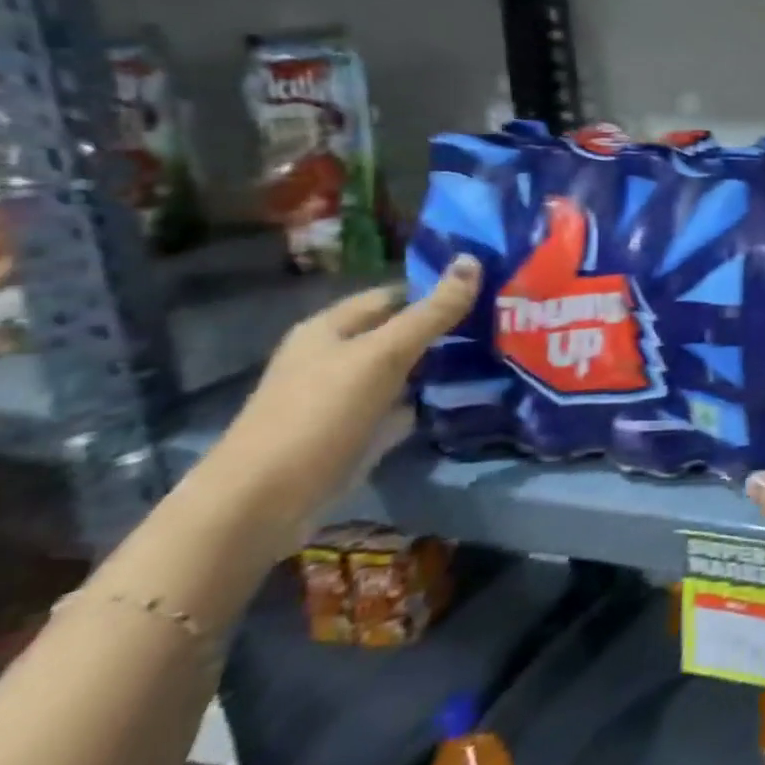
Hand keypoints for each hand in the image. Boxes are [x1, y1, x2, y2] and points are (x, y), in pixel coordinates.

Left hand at [202, 255, 480, 545]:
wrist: (262, 504)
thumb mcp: (382, 355)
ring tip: (497, 356)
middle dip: (445, 329)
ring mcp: (343, 398)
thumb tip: (473, 260)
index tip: (489, 292)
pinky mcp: (353, 433)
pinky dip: (427, 402)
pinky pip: (400, 407)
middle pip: (399, 333)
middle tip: (502, 324)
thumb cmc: (319, 414)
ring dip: (441, 367)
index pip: (393, 296)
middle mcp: (333, 358)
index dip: (436, 291)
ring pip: (403, 371)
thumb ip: (431, 312)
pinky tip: (465, 400)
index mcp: (329, 329)